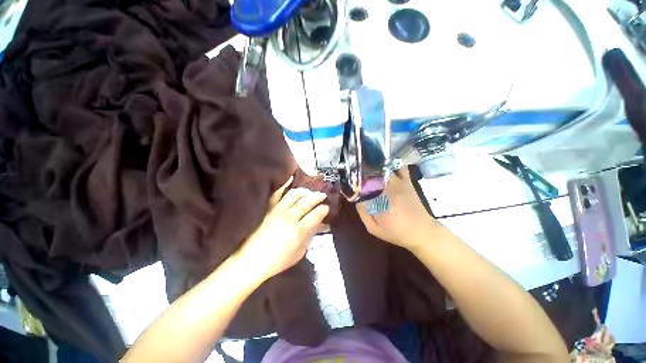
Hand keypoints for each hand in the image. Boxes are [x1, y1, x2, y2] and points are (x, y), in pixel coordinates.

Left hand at [237, 176, 329, 280]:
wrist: (252, 261)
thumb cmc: (278, 261)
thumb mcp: (300, 252)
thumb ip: (310, 236)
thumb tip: (319, 224)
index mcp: (299, 230)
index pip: (316, 214)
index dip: (323, 209)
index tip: (326, 207)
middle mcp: (289, 217)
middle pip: (307, 202)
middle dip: (317, 197)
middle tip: (322, 194)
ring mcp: (277, 211)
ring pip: (294, 195)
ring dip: (304, 191)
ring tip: (309, 191)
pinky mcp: (269, 209)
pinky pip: (277, 194)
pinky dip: (284, 185)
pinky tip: (290, 179)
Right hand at [356, 167, 441, 250]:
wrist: (422, 232)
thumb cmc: (396, 232)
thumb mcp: (374, 229)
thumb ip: (363, 213)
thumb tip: (358, 199)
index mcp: (379, 200)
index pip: (362, 186)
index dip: (355, 183)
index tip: (351, 185)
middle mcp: (389, 188)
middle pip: (372, 173)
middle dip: (363, 173)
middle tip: (357, 175)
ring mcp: (399, 183)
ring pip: (383, 168)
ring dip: (374, 168)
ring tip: (368, 170)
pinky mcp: (407, 182)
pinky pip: (400, 168)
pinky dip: (391, 165)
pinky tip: (385, 167)